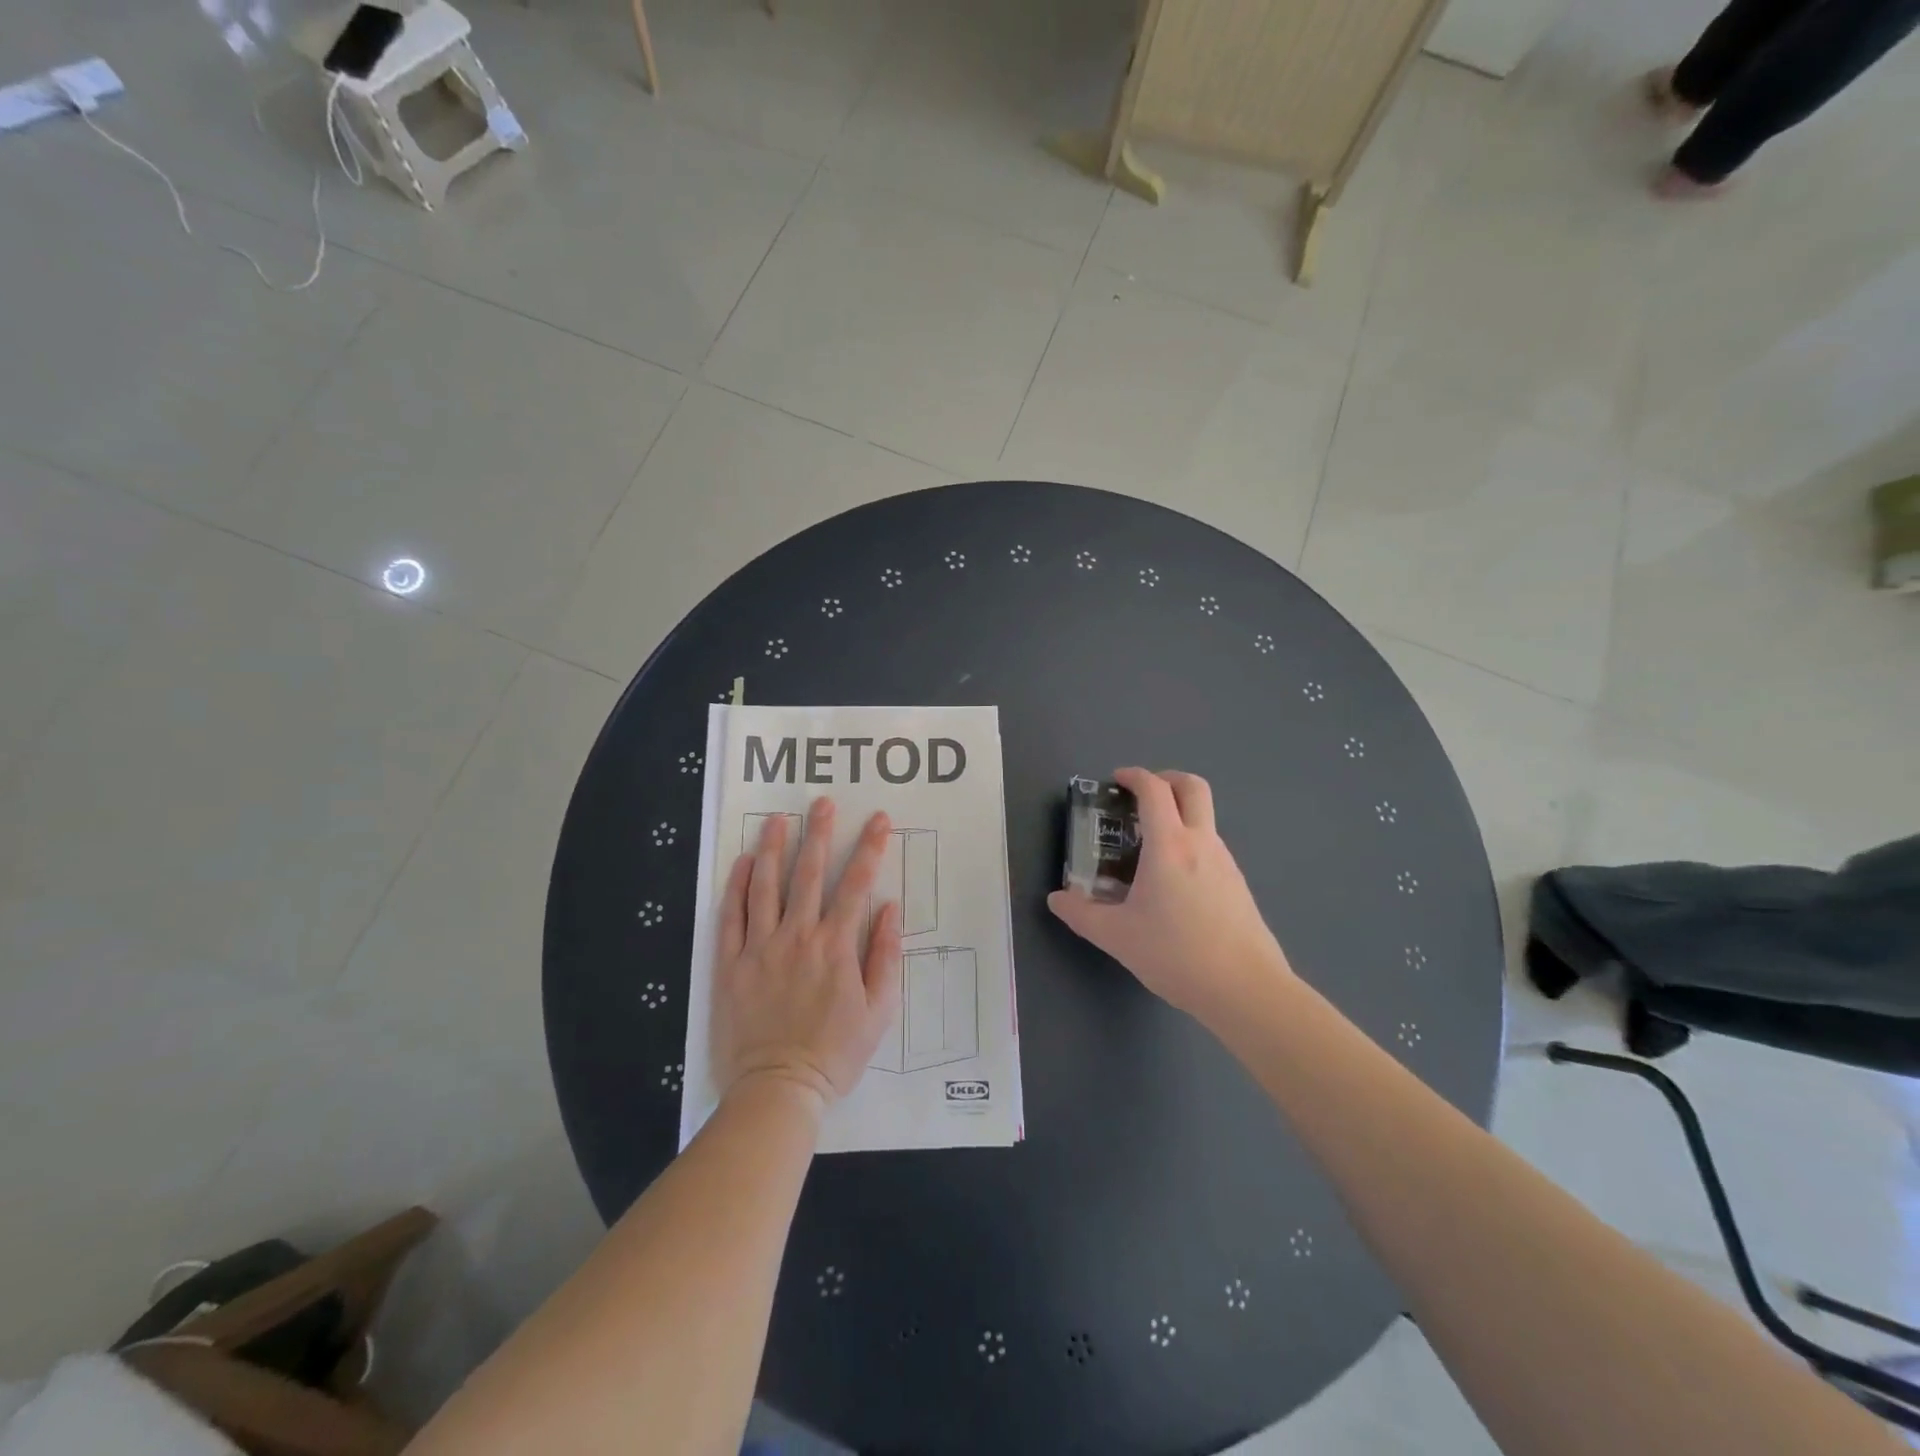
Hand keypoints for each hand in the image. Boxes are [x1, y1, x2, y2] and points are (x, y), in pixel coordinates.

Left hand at [712, 799, 901, 1112]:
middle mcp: (798, 937)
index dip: (869, 848)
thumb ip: (885, 956)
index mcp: (836, 947)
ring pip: (766, 886)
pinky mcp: (730, 964)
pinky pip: (731, 917)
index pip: (856, 885)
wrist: (778, 1088)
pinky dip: (738, 887)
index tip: (878, 820)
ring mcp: (760, 948)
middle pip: (809, 874)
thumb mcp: (879, 1010)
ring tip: (778, 819)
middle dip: (819, 834)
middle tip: (821, 803)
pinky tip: (744, 862)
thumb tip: (889, 909)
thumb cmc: (836, 1052)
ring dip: (774, 848)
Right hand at [1048, 768, 1292, 1022]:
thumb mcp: (1117, 937)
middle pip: (1192, 787)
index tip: (1116, 780)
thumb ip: (1081, 914)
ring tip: (1149, 848)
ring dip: (1178, 815)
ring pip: (1204, 819)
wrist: (1247, 990)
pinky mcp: (1238, 885)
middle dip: (1166, 779)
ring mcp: (1226, 862)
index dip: (1134, 776)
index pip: (1154, 790)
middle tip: (1141, 796)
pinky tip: (1173, 883)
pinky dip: (1189, 844)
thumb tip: (1057, 899)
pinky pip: (1211, 848)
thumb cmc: (1177, 955)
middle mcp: (1202, 843)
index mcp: (1170, 846)